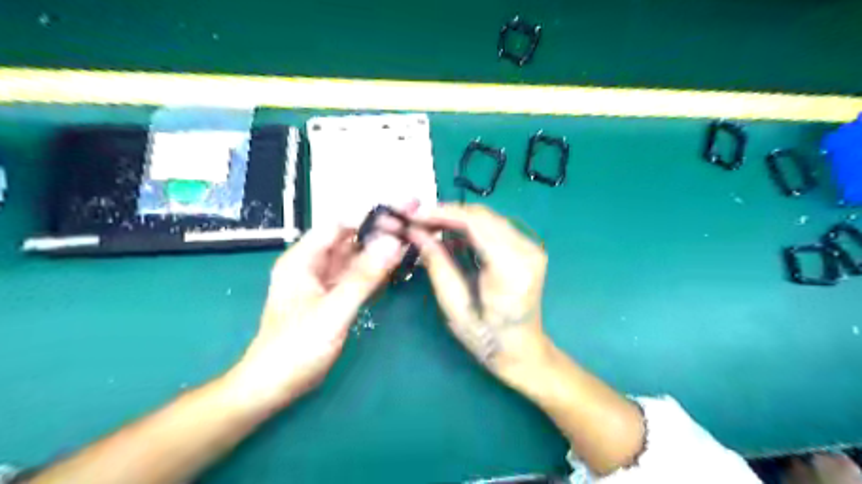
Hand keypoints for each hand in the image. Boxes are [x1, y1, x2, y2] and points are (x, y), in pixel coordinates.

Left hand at [224, 219, 407, 407]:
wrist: (275, 386)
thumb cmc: (296, 348)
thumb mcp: (333, 311)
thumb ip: (363, 277)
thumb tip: (392, 242)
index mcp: (303, 259)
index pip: (340, 225)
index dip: (370, 219)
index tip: (401, 216)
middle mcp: (313, 264)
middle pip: (351, 239)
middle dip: (380, 232)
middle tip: (413, 227)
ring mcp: (324, 281)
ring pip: (356, 258)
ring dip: (381, 252)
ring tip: (412, 243)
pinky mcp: (333, 297)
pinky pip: (357, 277)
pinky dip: (376, 272)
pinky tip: (397, 268)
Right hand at [406, 202, 552, 384]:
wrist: (522, 350)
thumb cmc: (486, 337)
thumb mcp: (454, 305)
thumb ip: (437, 263)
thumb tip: (415, 232)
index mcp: (511, 268)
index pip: (475, 223)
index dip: (442, 212)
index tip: (413, 213)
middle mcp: (527, 250)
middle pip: (482, 215)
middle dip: (446, 213)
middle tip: (417, 220)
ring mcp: (532, 247)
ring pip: (488, 218)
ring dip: (457, 219)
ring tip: (428, 228)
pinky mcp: (528, 248)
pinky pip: (494, 227)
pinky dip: (470, 228)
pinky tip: (451, 237)